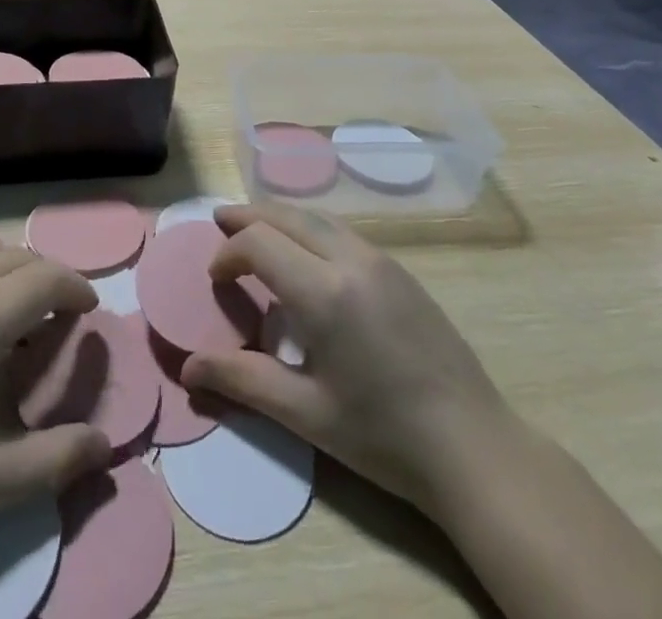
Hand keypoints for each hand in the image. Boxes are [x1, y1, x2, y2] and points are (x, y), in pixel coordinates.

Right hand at [183, 204, 510, 518]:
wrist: (473, 447)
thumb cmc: (383, 436)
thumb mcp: (306, 414)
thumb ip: (243, 381)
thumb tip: (188, 368)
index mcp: (325, 292)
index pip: (259, 242)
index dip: (228, 252)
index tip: (215, 279)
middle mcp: (351, 259)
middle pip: (287, 215)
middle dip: (248, 216)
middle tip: (219, 223)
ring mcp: (380, 260)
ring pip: (317, 217)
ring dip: (280, 218)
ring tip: (255, 231)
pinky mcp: (400, 270)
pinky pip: (342, 232)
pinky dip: (310, 229)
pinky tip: (305, 256)